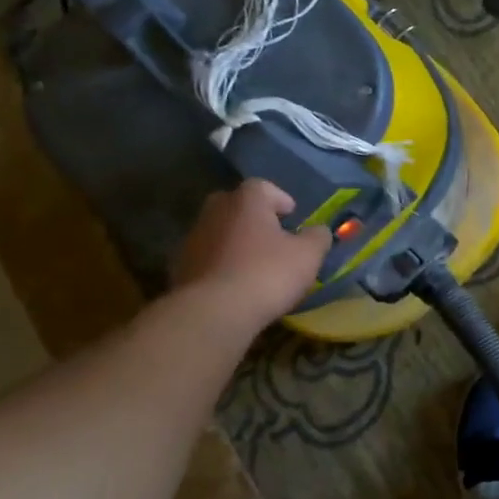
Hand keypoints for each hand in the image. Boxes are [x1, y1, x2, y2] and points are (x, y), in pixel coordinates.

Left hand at [173, 179, 331, 328]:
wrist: (213, 312)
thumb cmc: (268, 273)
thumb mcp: (308, 255)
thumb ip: (318, 237)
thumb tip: (318, 231)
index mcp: (246, 202)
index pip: (262, 186)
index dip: (280, 199)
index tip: (292, 216)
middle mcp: (215, 212)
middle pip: (235, 204)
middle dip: (253, 216)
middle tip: (272, 235)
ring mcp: (193, 239)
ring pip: (219, 231)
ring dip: (236, 241)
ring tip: (255, 263)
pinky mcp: (180, 267)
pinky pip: (207, 256)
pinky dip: (221, 263)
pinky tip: (235, 283)